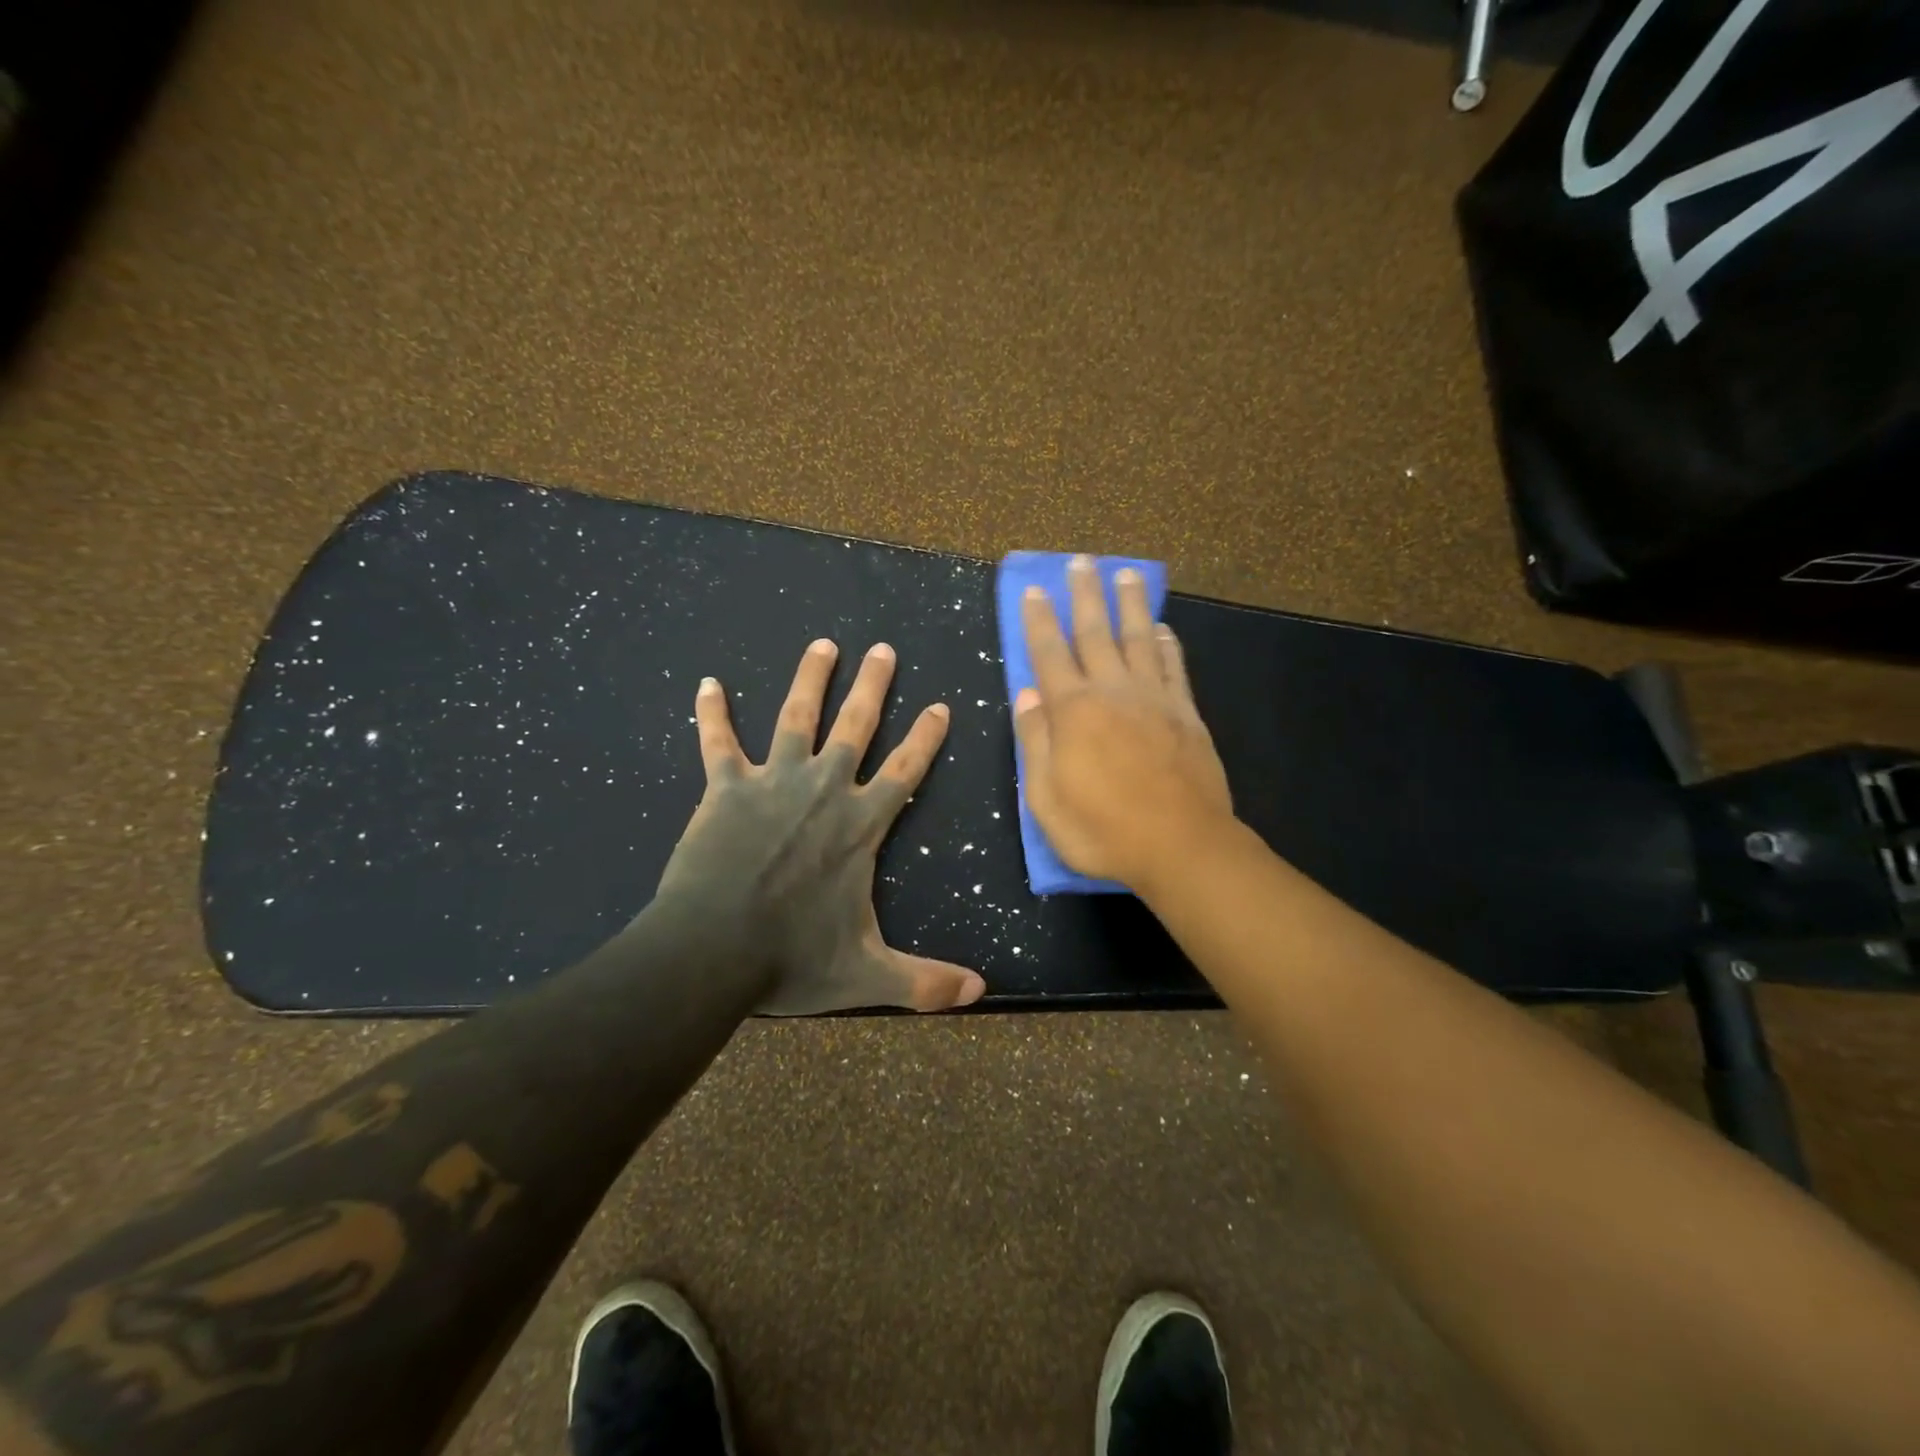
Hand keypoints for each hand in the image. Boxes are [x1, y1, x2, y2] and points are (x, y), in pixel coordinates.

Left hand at [656, 639, 986, 1014]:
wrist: (712, 952)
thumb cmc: (792, 959)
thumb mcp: (867, 974)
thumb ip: (924, 982)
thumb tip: (980, 993)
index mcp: (860, 826)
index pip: (905, 771)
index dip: (926, 737)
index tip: (940, 705)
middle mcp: (823, 790)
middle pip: (856, 726)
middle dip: (873, 686)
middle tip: (883, 649)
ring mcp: (773, 783)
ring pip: (796, 717)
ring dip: (810, 678)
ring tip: (822, 644)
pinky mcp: (726, 789)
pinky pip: (718, 743)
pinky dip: (711, 713)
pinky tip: (708, 683)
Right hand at [1014, 556, 1233, 893]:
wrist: (1181, 846)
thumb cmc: (1103, 830)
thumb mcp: (1045, 798)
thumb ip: (1034, 741)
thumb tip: (1028, 694)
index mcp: (1073, 712)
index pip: (1049, 654)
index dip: (1040, 621)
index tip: (1035, 590)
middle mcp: (1113, 692)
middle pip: (1096, 633)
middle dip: (1085, 596)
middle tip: (1082, 562)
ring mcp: (1154, 699)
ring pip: (1139, 638)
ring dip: (1130, 605)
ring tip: (1126, 574)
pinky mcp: (1186, 713)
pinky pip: (1174, 667)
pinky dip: (1168, 643)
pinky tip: (1163, 627)